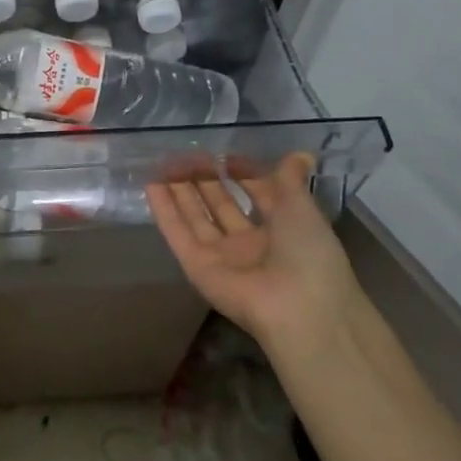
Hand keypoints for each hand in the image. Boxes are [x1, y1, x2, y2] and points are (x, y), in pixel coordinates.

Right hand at [146, 153, 363, 361]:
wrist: (299, 307)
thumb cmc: (309, 253)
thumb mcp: (303, 208)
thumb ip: (291, 180)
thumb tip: (300, 153)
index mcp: (281, 230)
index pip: (256, 195)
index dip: (242, 174)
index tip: (226, 155)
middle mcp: (249, 243)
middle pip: (220, 205)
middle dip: (205, 179)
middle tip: (187, 154)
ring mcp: (220, 256)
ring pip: (195, 217)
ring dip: (180, 190)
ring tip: (163, 163)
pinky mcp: (196, 266)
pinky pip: (177, 234)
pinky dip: (164, 211)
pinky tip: (151, 185)